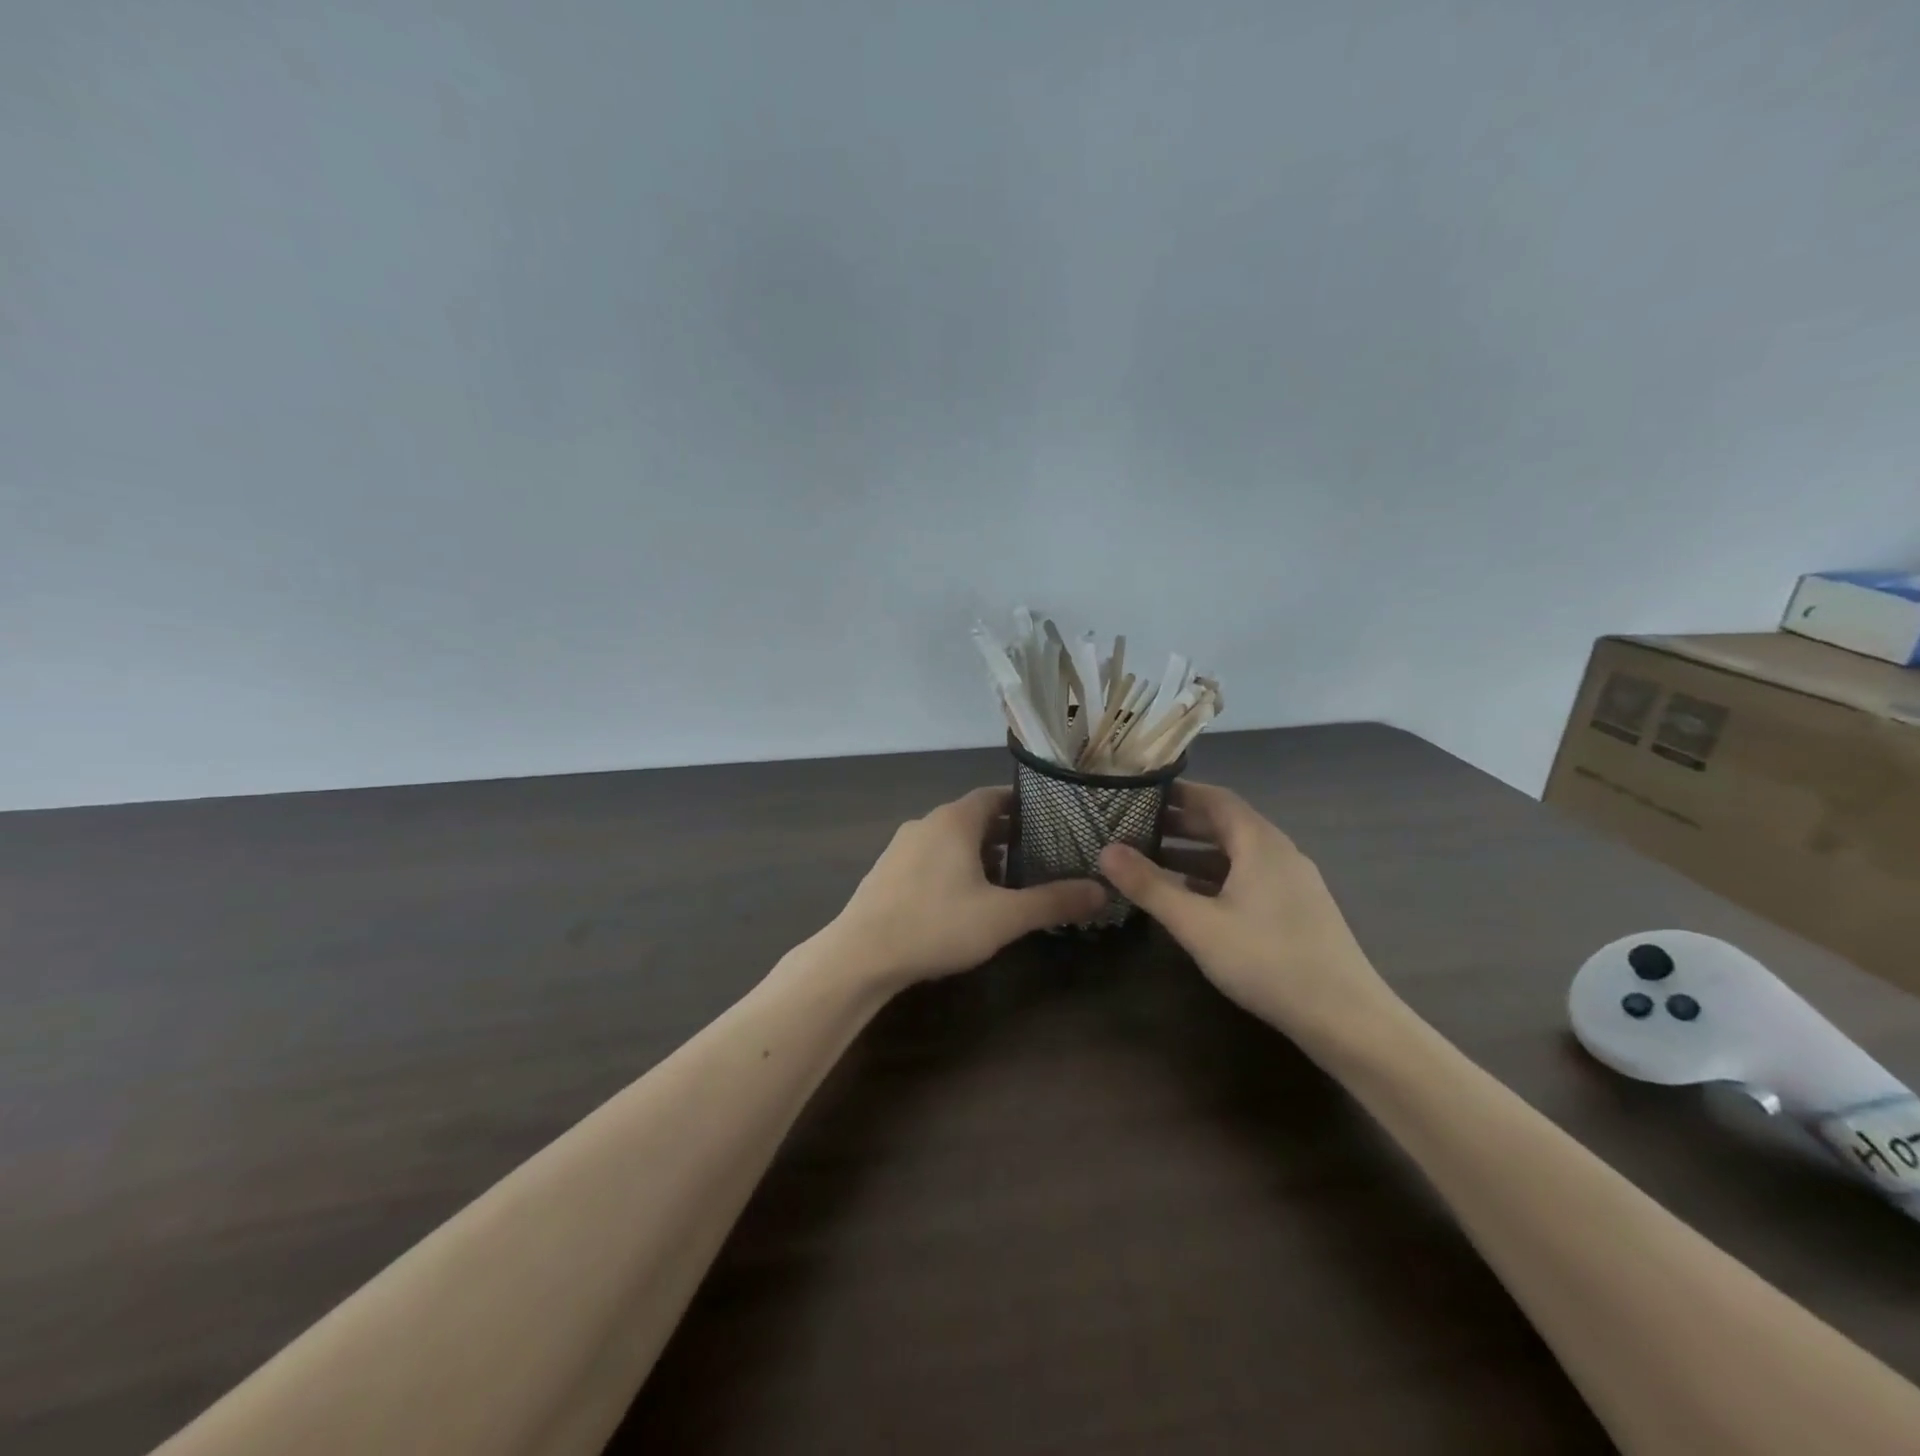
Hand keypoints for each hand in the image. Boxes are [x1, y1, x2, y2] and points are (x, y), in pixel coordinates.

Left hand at [826, 787, 1106, 988]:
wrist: (861, 955)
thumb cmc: (936, 925)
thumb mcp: (1004, 916)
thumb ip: (1053, 901)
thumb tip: (1102, 891)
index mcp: (955, 820)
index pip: (996, 795)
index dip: (1025, 805)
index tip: (1052, 821)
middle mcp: (927, 822)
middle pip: (975, 817)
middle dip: (1007, 834)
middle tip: (1039, 856)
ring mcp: (902, 846)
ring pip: (951, 839)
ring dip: (980, 853)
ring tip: (1007, 882)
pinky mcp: (887, 870)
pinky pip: (931, 857)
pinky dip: (953, 867)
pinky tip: (963, 901)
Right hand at [1099, 780, 1404, 1050]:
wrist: (1346, 1019)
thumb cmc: (1267, 960)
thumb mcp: (1197, 924)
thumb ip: (1150, 886)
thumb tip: (1105, 850)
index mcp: (1259, 843)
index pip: (1215, 798)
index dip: (1177, 792)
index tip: (1139, 792)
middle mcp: (1279, 853)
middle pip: (1225, 824)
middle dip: (1180, 823)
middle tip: (1135, 826)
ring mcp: (1291, 883)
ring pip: (1235, 855)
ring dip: (1194, 854)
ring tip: (1152, 861)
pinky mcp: (1296, 910)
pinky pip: (1247, 878)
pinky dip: (1214, 879)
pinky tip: (1190, 900)